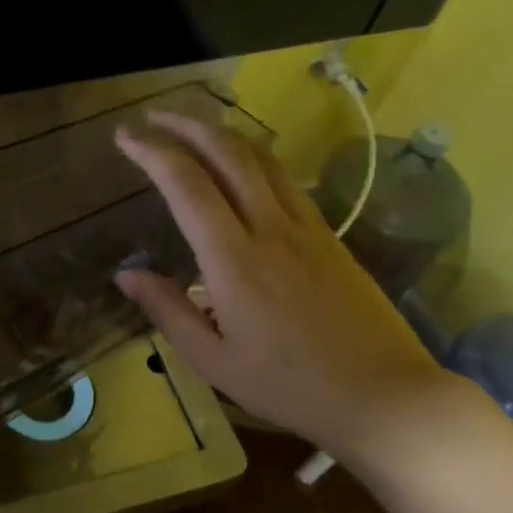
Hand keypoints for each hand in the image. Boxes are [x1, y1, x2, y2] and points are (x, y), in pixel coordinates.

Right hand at [113, 112, 454, 464]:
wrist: (387, 397)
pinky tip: (240, 164)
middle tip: (153, 116)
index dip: (152, 152)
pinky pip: (285, 178)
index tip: (125, 136)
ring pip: (261, 158)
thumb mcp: (214, 361)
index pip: (187, 185)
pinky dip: (253, 156)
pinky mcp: (330, 235)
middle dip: (186, 125)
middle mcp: (271, 229)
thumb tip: (125, 274)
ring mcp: (307, 227)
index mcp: (235, 261)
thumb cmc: (291, 386)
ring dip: (221, 133)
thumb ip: (167, 310)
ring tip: (190, 127)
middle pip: (227, 154)